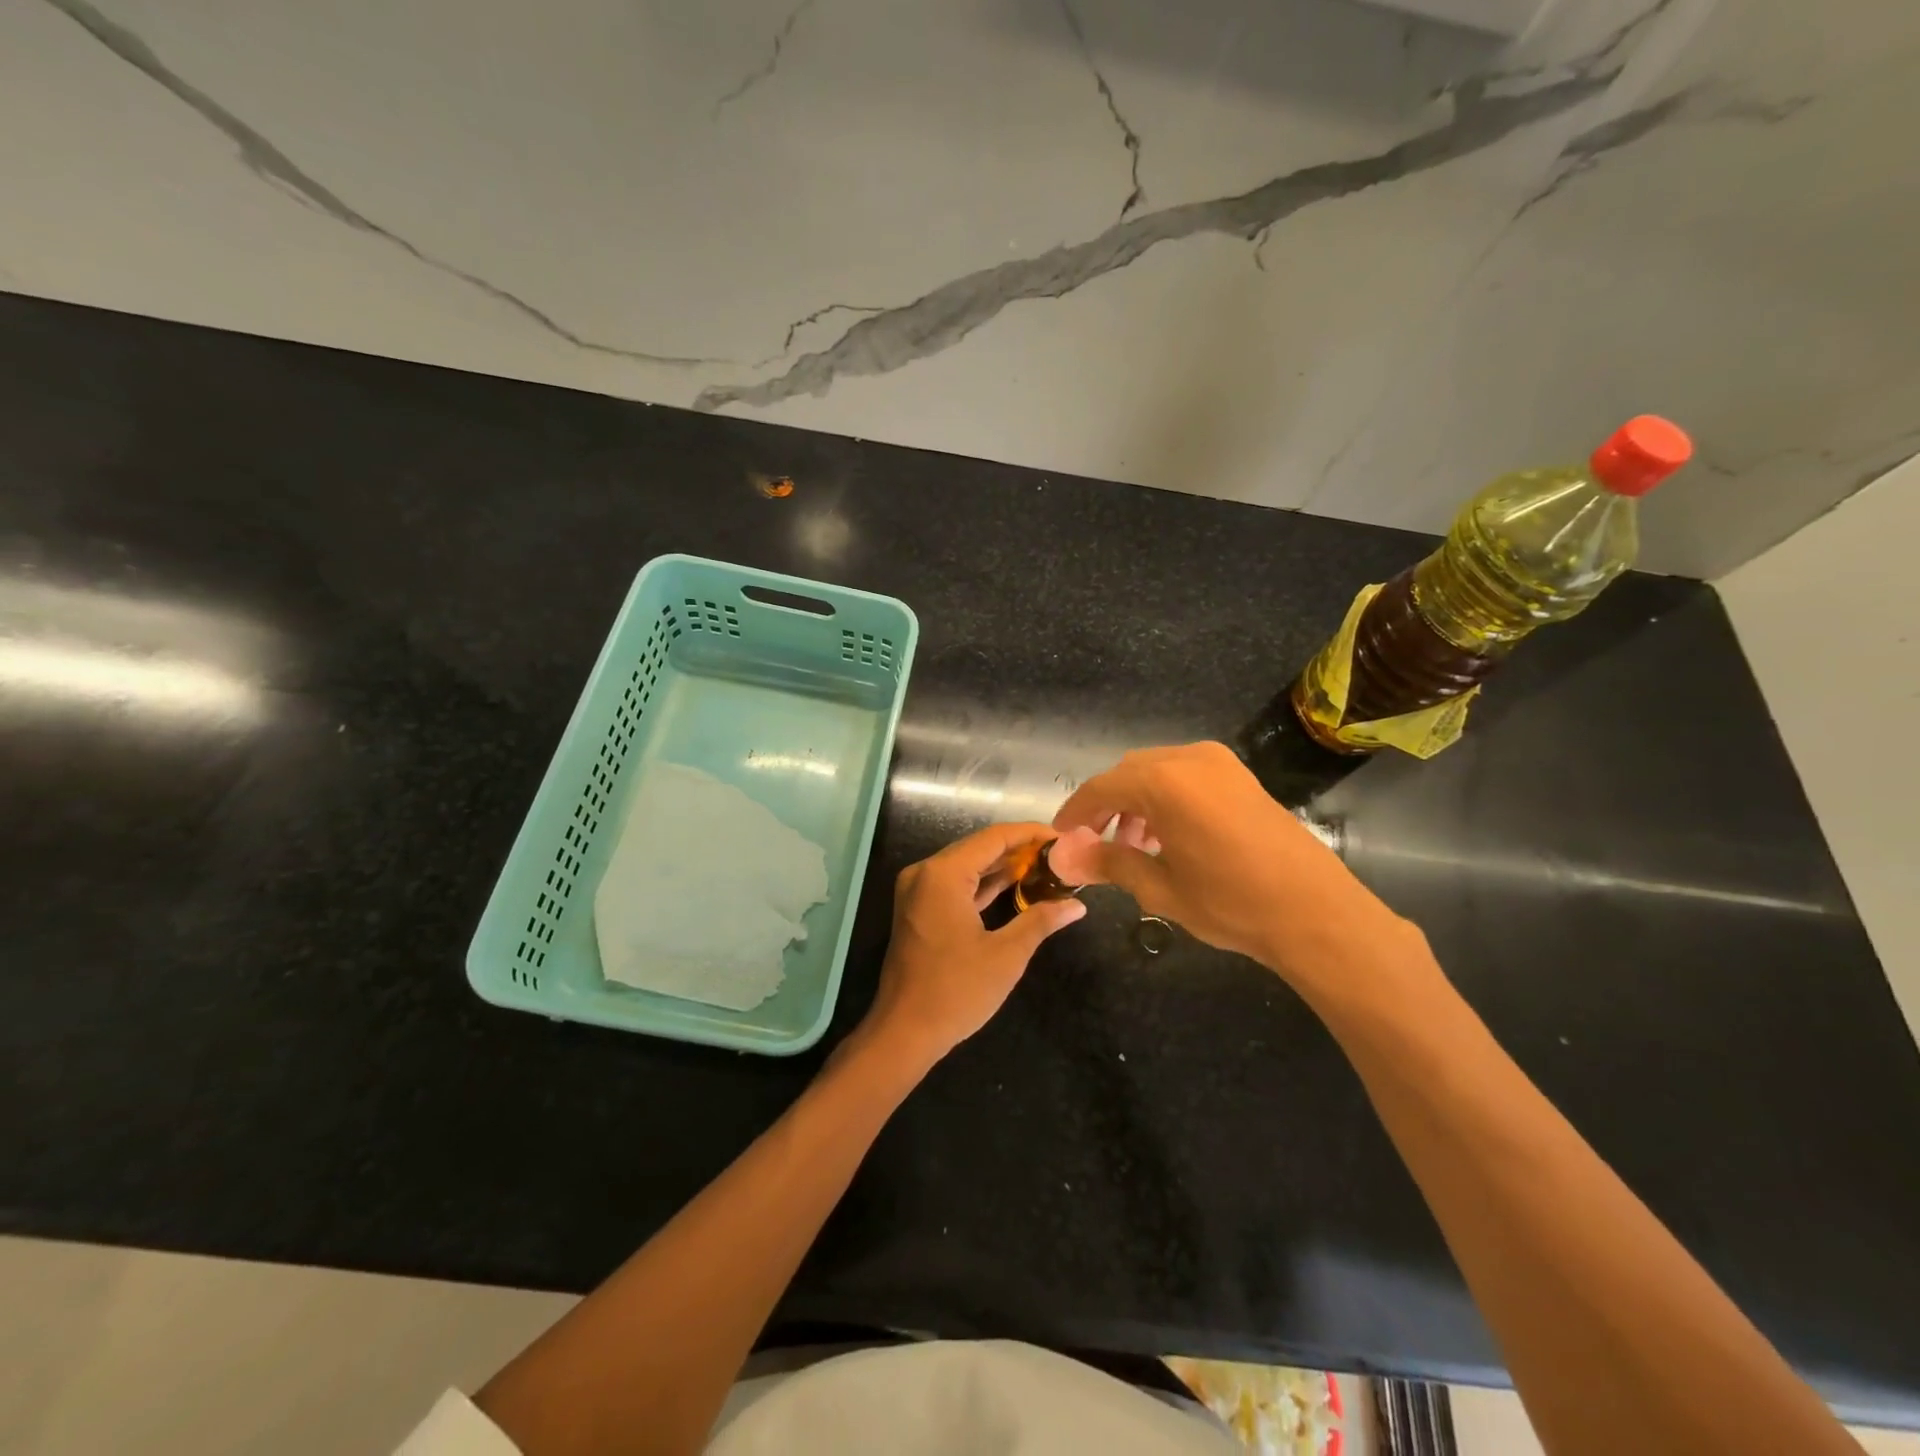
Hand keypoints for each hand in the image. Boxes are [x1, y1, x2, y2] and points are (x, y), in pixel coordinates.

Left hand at [862, 822, 1087, 1065]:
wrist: (904, 1032)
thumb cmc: (956, 991)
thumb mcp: (1006, 955)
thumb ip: (1041, 921)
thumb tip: (1076, 905)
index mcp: (942, 874)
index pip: (993, 838)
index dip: (1030, 834)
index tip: (1063, 837)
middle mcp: (925, 873)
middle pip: (979, 848)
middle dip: (1019, 850)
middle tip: (1060, 854)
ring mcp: (918, 891)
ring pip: (968, 866)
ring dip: (1003, 867)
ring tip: (1046, 867)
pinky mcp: (918, 909)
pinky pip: (956, 885)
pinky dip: (984, 885)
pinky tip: (1016, 886)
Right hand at [1049, 741, 1414, 987]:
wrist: (1316, 913)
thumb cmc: (1231, 902)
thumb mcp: (1160, 888)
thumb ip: (1109, 863)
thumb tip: (1065, 858)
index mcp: (1164, 782)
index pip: (1101, 787)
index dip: (1076, 812)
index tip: (1061, 835)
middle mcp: (1190, 758)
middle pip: (1129, 773)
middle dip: (1107, 805)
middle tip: (1096, 843)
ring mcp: (1221, 763)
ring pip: (1157, 770)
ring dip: (1136, 800)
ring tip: (1133, 845)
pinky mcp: (1241, 776)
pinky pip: (1186, 775)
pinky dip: (1165, 797)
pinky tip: (1168, 835)